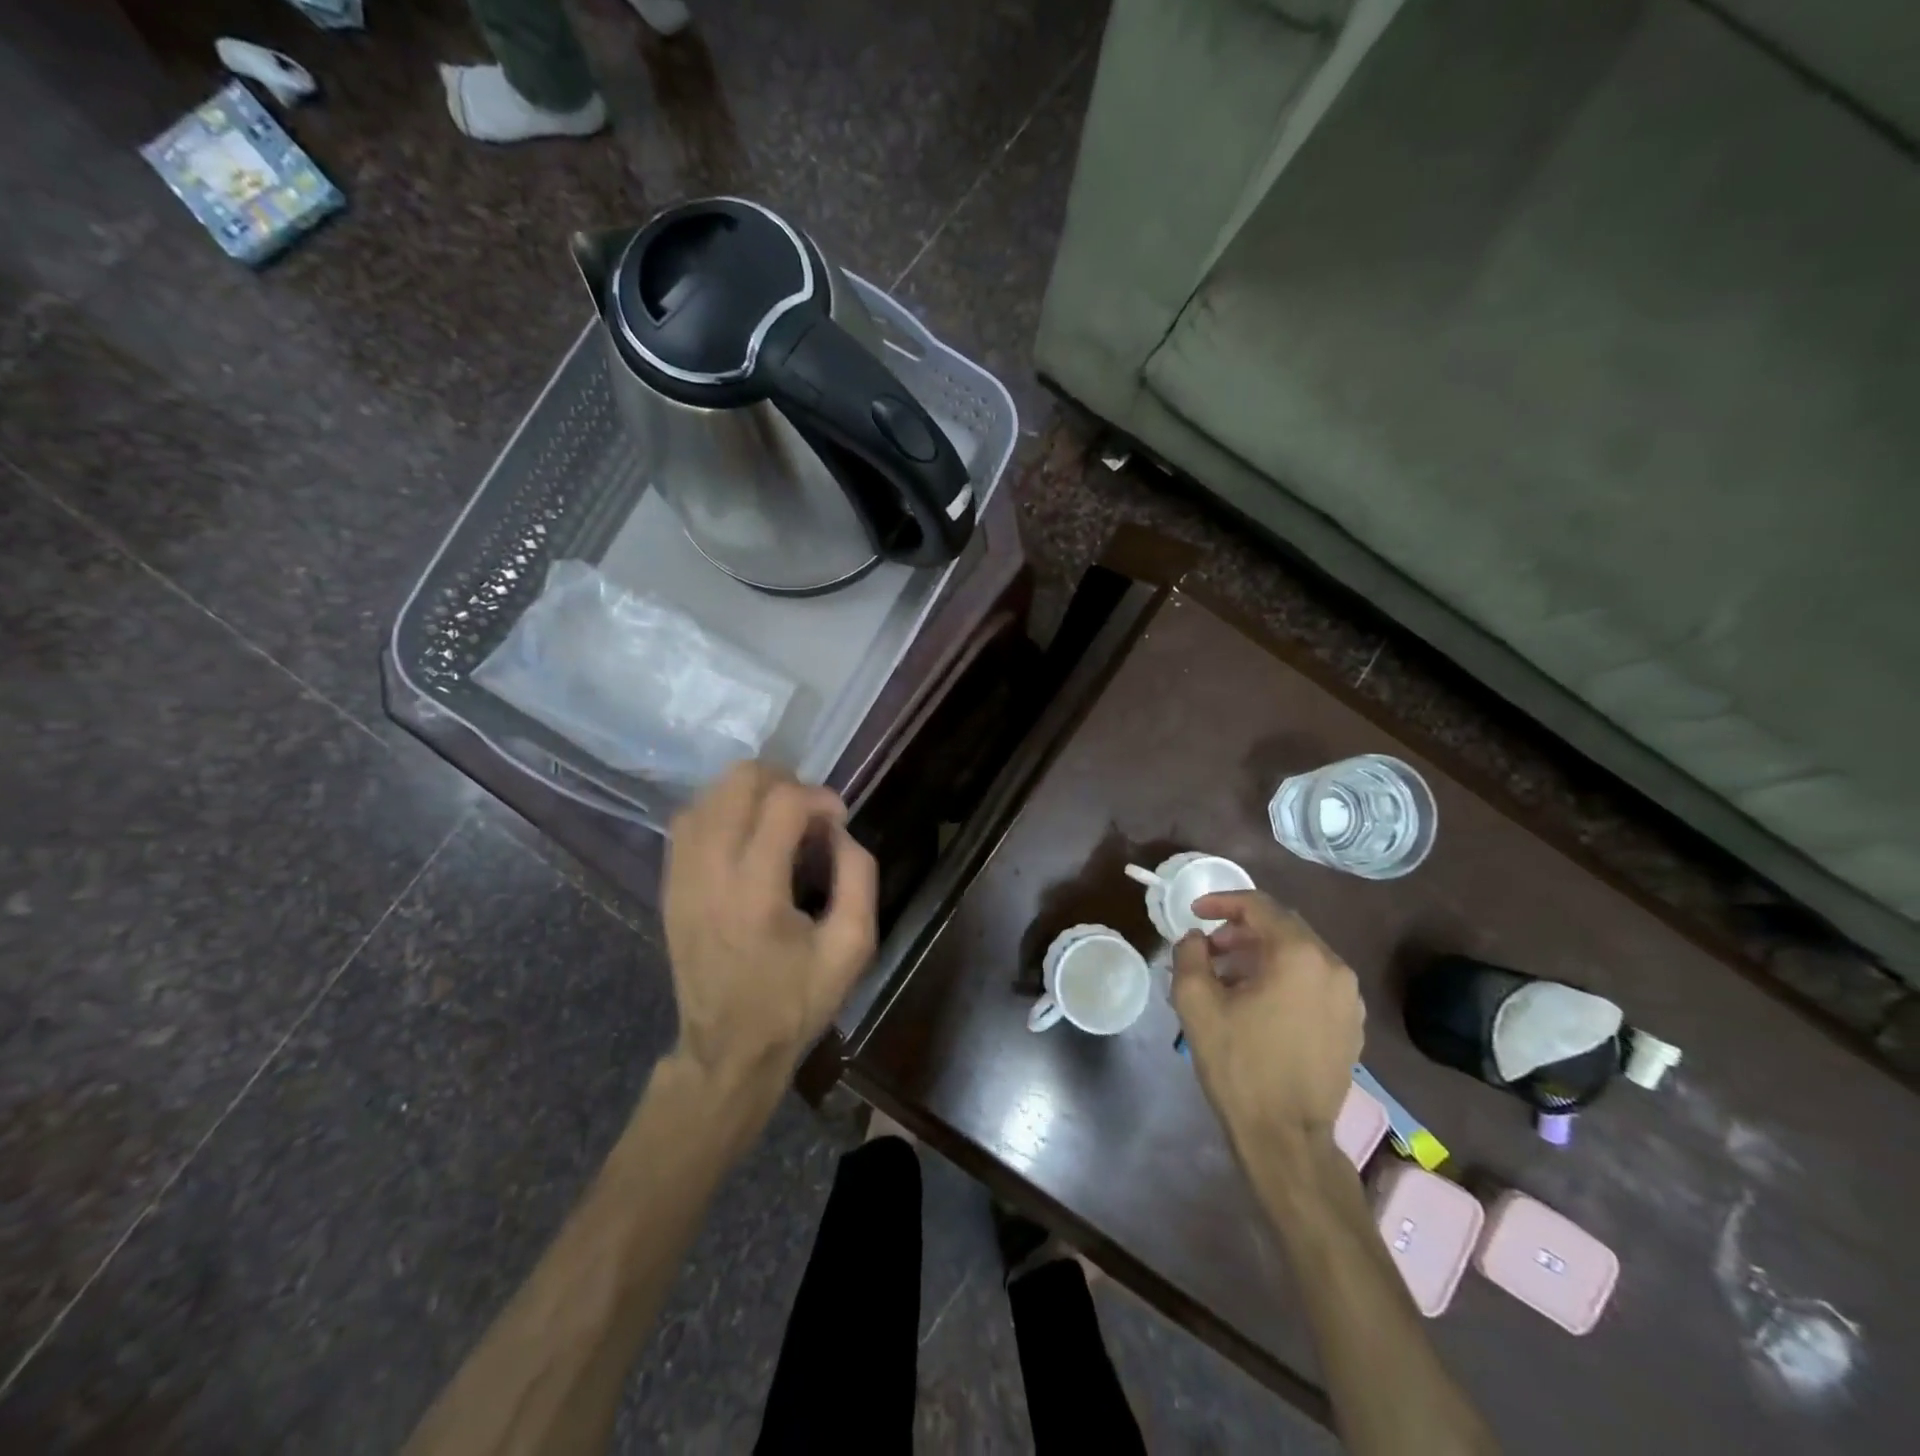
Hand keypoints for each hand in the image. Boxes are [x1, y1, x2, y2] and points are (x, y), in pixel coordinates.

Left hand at [662, 763, 878, 1103]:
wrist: (728, 1049)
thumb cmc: (795, 1001)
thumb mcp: (852, 948)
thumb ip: (859, 877)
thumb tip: (839, 832)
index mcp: (756, 892)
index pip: (783, 804)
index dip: (820, 797)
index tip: (838, 820)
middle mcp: (710, 872)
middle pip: (738, 782)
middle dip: (783, 782)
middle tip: (808, 814)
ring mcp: (681, 877)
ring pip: (708, 794)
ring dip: (750, 793)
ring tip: (778, 819)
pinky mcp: (669, 885)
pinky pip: (687, 820)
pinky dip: (720, 810)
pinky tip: (745, 833)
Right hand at [1171, 892, 1363, 1160]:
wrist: (1286, 1137)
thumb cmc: (1239, 1064)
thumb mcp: (1196, 1002)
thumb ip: (1189, 954)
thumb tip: (1195, 938)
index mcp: (1300, 956)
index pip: (1259, 907)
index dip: (1222, 902)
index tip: (1194, 913)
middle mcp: (1334, 968)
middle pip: (1283, 928)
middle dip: (1241, 930)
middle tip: (1209, 948)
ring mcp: (1349, 999)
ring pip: (1300, 955)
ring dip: (1261, 954)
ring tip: (1228, 977)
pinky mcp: (1352, 1026)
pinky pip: (1314, 982)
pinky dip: (1283, 978)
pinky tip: (1257, 1003)